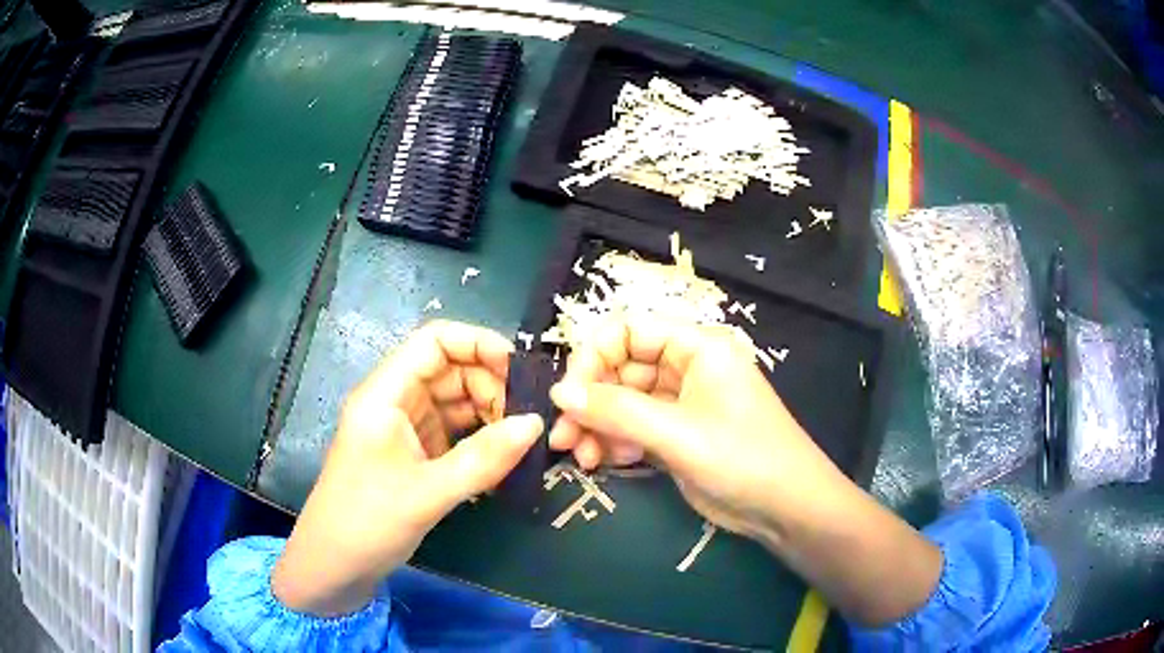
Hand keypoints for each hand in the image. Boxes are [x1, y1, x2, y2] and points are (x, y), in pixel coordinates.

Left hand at [272, 321, 542, 615]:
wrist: (335, 566)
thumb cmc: (367, 522)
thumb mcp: (427, 492)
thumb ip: (483, 458)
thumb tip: (537, 423)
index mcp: (385, 394)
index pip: (434, 341)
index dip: (479, 344)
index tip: (522, 371)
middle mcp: (396, 402)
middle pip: (451, 371)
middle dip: (492, 386)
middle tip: (529, 420)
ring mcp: (406, 430)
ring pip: (457, 404)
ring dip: (491, 417)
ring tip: (522, 443)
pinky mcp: (415, 456)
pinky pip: (456, 434)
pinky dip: (481, 442)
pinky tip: (504, 462)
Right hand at [548, 319, 940, 626]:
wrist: (785, 509)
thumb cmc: (743, 458)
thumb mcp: (678, 433)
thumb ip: (617, 410)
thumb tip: (560, 392)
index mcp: (696, 347)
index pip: (628, 330)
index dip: (593, 356)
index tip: (569, 394)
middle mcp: (686, 368)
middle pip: (620, 369)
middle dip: (589, 402)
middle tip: (562, 436)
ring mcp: (679, 404)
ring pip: (622, 403)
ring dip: (596, 427)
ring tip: (580, 458)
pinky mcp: (675, 436)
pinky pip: (632, 429)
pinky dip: (614, 443)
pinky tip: (604, 463)